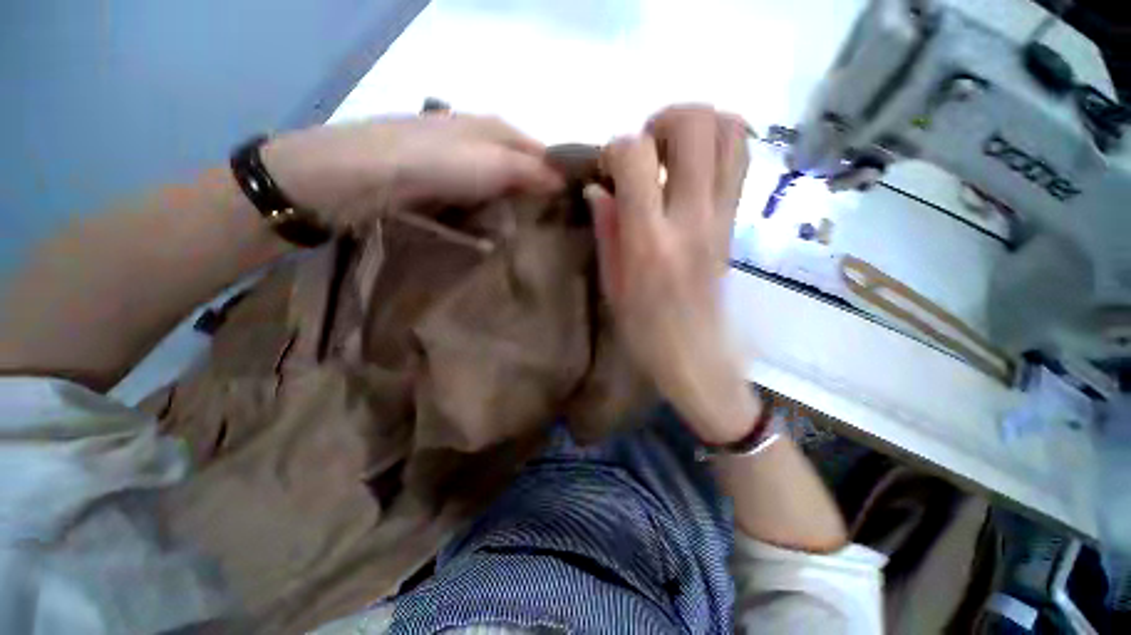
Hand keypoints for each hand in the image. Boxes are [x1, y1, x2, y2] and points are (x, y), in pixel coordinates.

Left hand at [261, 115, 563, 226]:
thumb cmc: (438, 163)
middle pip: (521, 171)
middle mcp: (481, 141)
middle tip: (548, 227)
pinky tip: (489, 233)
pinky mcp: (441, 184)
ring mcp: (459, 163)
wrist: (366, 173)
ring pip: (499, 189)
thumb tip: (563, 182)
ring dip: (510, 211)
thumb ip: (532, 172)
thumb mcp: (495, 164)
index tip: (572, 207)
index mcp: (498, 129)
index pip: (542, 152)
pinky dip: (486, 217)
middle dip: (535, 198)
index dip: (558, 177)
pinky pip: (476, 202)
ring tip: (521, 236)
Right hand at [585, 106, 756, 443]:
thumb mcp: (612, 284)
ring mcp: (722, 217)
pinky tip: (691, 171)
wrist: (695, 355)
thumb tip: (599, 187)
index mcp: (650, 240)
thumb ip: (607, 228)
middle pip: (696, 123)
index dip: (616, 149)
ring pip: (730, 129)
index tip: (609, 170)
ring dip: (695, 127)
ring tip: (670, 155)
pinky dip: (718, 145)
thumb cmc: (644, 328)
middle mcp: (692, 218)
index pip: (636, 156)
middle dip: (662, 120)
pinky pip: (740, 158)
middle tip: (644, 150)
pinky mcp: (736, 221)